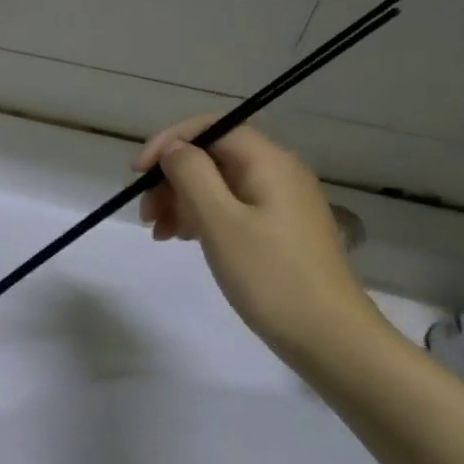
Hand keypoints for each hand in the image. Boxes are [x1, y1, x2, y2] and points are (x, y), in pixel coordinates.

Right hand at [136, 117, 385, 360]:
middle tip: (145, 215)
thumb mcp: (220, 221)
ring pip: (217, 183)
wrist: (327, 336)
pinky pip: (229, 207)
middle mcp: (277, 172)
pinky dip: (200, 217)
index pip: (210, 128)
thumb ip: (192, 175)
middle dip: (171, 177)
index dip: (168, 142)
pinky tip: (183, 239)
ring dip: (180, 200)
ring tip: (159, 234)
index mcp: (268, 162)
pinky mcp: (277, 229)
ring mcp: (279, 202)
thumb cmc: (270, 276)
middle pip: (211, 155)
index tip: (136, 174)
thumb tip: (174, 149)